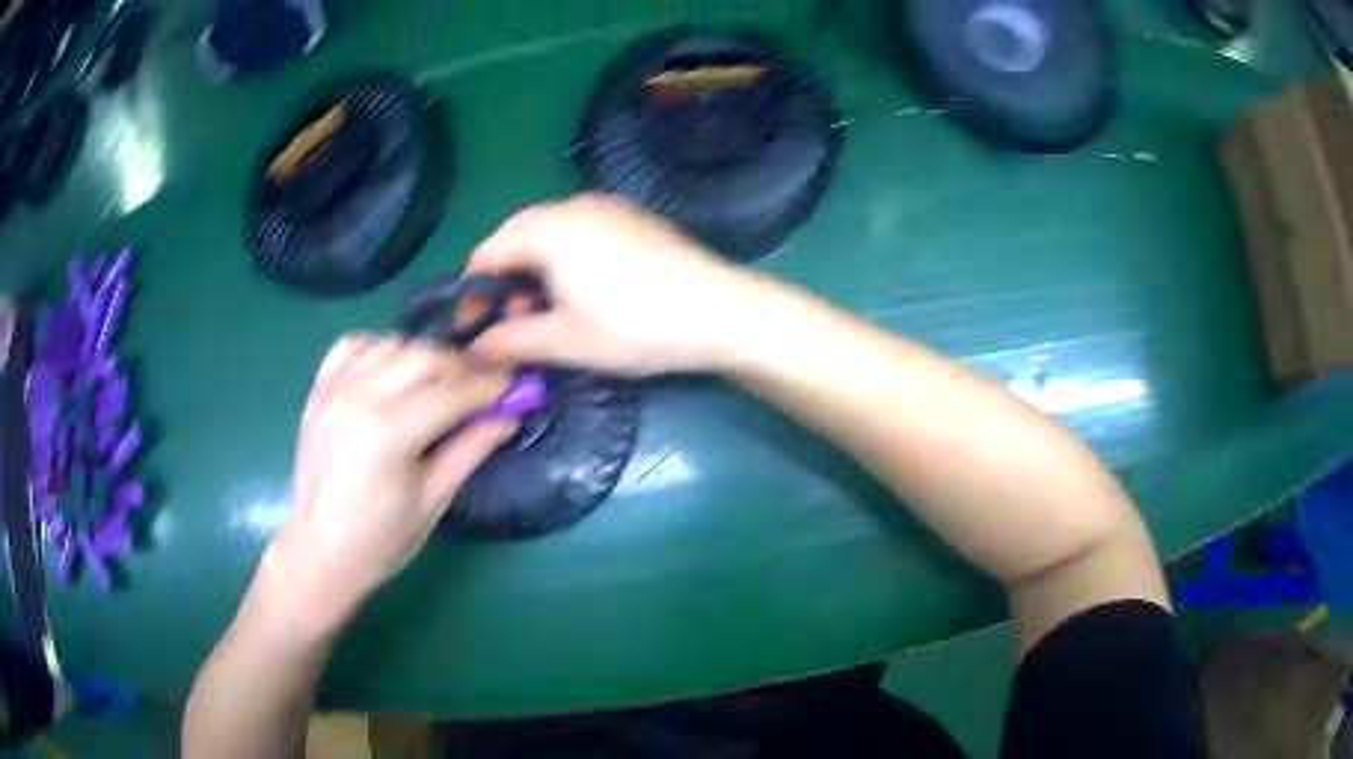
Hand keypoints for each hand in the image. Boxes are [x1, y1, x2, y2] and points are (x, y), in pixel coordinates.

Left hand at [265, 335, 514, 629]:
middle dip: (459, 367)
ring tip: (438, 383)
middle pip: (422, 356)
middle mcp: (358, 398)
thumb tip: (510, 415)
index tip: (514, 385)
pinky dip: (380, 349)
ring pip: (391, 344)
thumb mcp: (433, 500)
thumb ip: (470, 449)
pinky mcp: (318, 390)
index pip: (450, 392)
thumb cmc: (381, 540)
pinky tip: (392, 373)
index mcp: (388, 434)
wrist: (320, 551)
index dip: (487, 386)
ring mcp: (333, 389)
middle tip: (480, 387)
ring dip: (422, 357)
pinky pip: (354, 345)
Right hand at [465, 194, 763, 375]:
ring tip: (547, 310)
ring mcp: (609, 206)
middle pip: (517, 235)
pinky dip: (565, 256)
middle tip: (513, 320)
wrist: (720, 311)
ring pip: (550, 231)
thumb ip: (510, 341)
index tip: (472, 327)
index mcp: (549, 229)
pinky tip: (583, 289)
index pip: (488, 251)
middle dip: (504, 277)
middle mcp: (574, 205)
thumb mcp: (565, 341)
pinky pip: (581, 229)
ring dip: (535, 267)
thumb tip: (471, 351)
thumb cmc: (635, 327)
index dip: (472, 291)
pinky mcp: (634, 217)